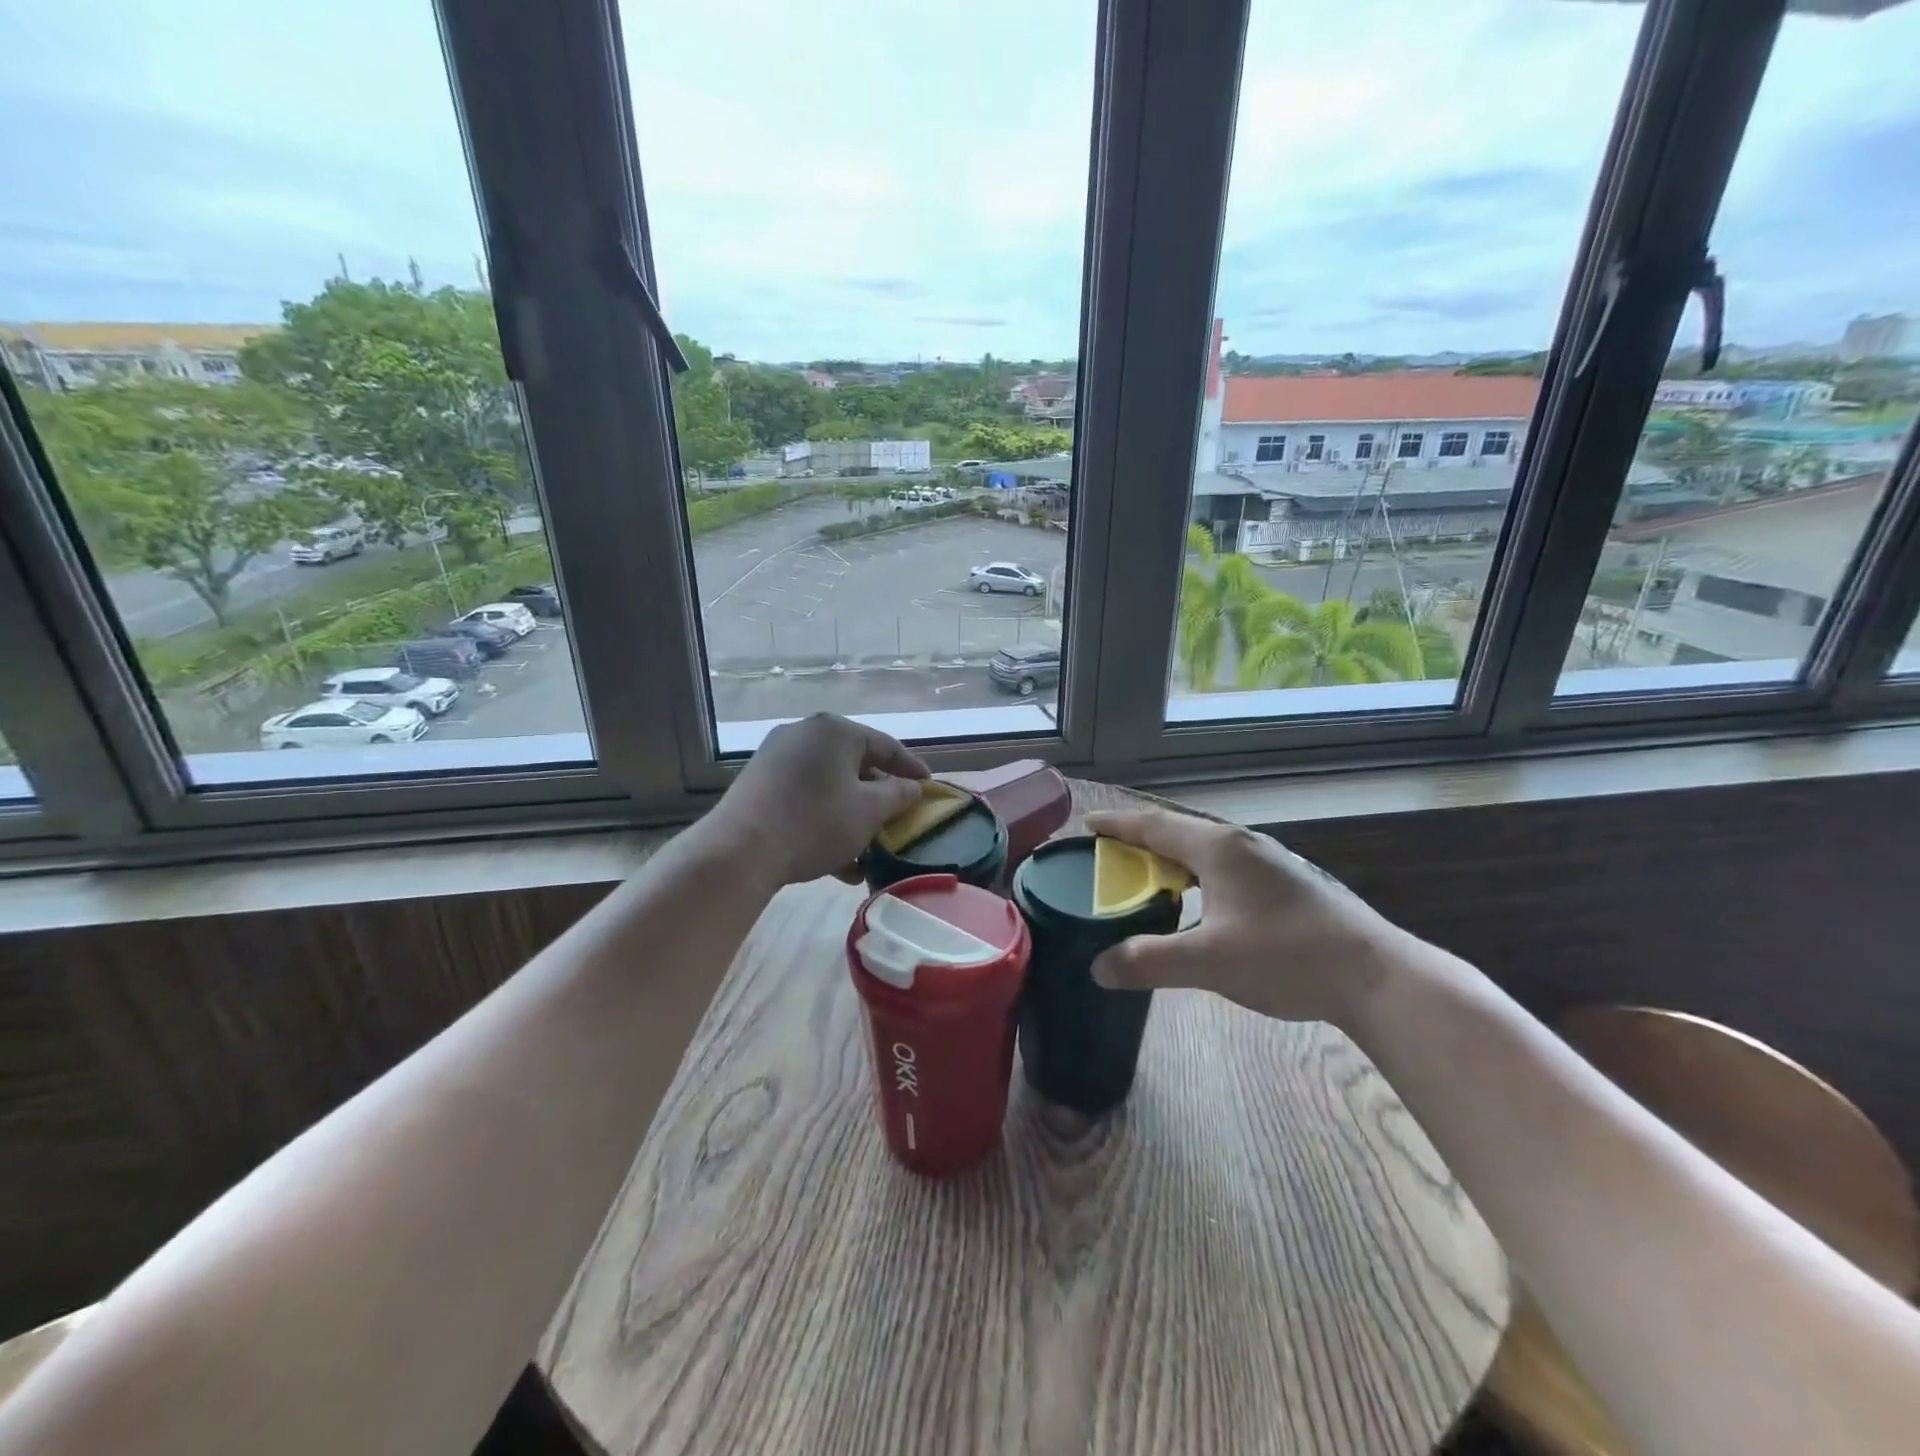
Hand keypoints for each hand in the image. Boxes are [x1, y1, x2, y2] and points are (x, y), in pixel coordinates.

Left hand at [703, 714, 929, 887]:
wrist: (739, 851)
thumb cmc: (814, 823)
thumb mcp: (868, 811)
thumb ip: (898, 795)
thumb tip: (912, 788)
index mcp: (835, 731)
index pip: (886, 745)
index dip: (912, 768)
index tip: (930, 787)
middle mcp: (804, 734)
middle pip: (855, 764)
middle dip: (878, 797)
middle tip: (898, 818)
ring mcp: (776, 757)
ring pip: (829, 785)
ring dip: (852, 816)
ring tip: (869, 851)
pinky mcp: (758, 783)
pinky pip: (804, 796)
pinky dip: (824, 820)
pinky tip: (838, 861)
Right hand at [1083, 806, 1409, 1028]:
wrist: (1376, 976)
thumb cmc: (1287, 958)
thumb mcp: (1209, 962)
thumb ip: (1149, 961)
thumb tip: (1098, 967)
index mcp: (1218, 848)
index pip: (1154, 825)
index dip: (1118, 824)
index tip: (1087, 824)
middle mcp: (1241, 844)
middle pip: (1178, 832)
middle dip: (1140, 840)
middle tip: (1107, 855)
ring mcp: (1269, 861)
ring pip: (1204, 849)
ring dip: (1170, 858)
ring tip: (1145, 876)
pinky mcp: (1286, 882)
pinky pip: (1224, 866)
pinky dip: (1196, 874)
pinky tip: (1198, 900)